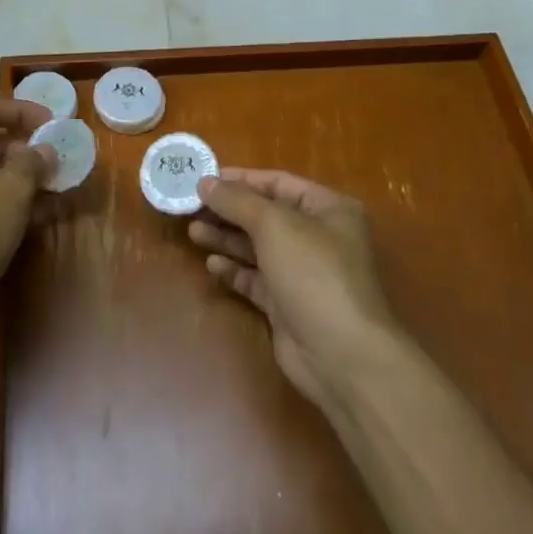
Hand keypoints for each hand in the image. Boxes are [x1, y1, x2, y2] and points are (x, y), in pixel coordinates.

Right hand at [190, 169, 400, 412]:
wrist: (341, 355)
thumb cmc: (314, 273)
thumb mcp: (274, 225)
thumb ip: (237, 201)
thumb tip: (205, 182)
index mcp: (328, 209)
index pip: (278, 183)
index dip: (241, 179)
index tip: (203, 178)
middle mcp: (319, 237)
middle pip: (266, 215)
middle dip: (229, 210)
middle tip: (191, 206)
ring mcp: (303, 273)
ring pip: (258, 248)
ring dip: (227, 238)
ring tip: (193, 232)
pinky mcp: (288, 305)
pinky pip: (256, 279)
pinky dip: (235, 270)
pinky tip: (212, 265)